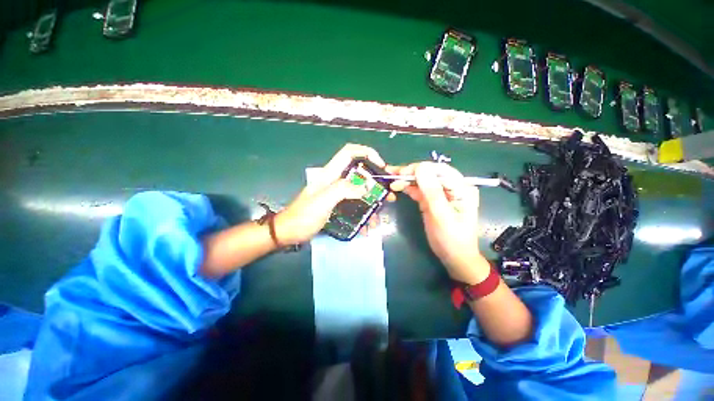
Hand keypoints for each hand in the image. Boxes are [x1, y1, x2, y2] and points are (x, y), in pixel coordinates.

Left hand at [275, 143, 393, 244]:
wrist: (289, 233)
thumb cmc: (304, 216)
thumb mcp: (323, 200)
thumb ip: (344, 189)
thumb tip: (367, 186)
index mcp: (330, 173)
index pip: (350, 152)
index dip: (367, 153)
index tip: (381, 166)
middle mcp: (335, 181)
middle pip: (359, 173)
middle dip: (375, 182)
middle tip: (387, 196)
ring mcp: (336, 194)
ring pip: (359, 191)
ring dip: (371, 202)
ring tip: (378, 216)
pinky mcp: (337, 206)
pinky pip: (354, 205)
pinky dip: (363, 214)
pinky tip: (366, 226)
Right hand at [389, 162, 489, 283]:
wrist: (454, 257)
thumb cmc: (451, 239)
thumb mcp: (441, 216)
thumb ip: (432, 192)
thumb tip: (421, 167)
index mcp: (461, 188)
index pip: (439, 170)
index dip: (419, 168)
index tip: (401, 173)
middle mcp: (452, 187)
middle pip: (429, 173)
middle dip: (410, 172)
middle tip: (391, 173)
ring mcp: (441, 193)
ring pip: (422, 180)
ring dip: (407, 179)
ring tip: (391, 179)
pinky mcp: (432, 200)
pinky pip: (420, 190)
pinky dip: (409, 188)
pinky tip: (398, 187)